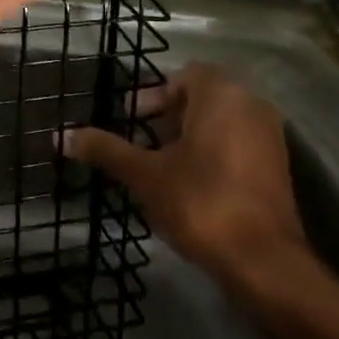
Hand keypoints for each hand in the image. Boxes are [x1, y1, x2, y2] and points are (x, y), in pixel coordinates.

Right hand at [64, 63, 308, 284]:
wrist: (264, 263)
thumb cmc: (201, 202)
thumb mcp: (144, 174)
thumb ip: (105, 149)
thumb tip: (60, 136)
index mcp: (222, 94)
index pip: (183, 76)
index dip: (152, 94)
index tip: (129, 117)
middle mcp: (251, 104)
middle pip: (202, 96)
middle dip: (167, 114)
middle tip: (140, 138)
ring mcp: (270, 136)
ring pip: (221, 121)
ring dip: (188, 134)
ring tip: (159, 162)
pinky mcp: (277, 167)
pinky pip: (238, 142)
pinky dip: (211, 150)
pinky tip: (189, 182)